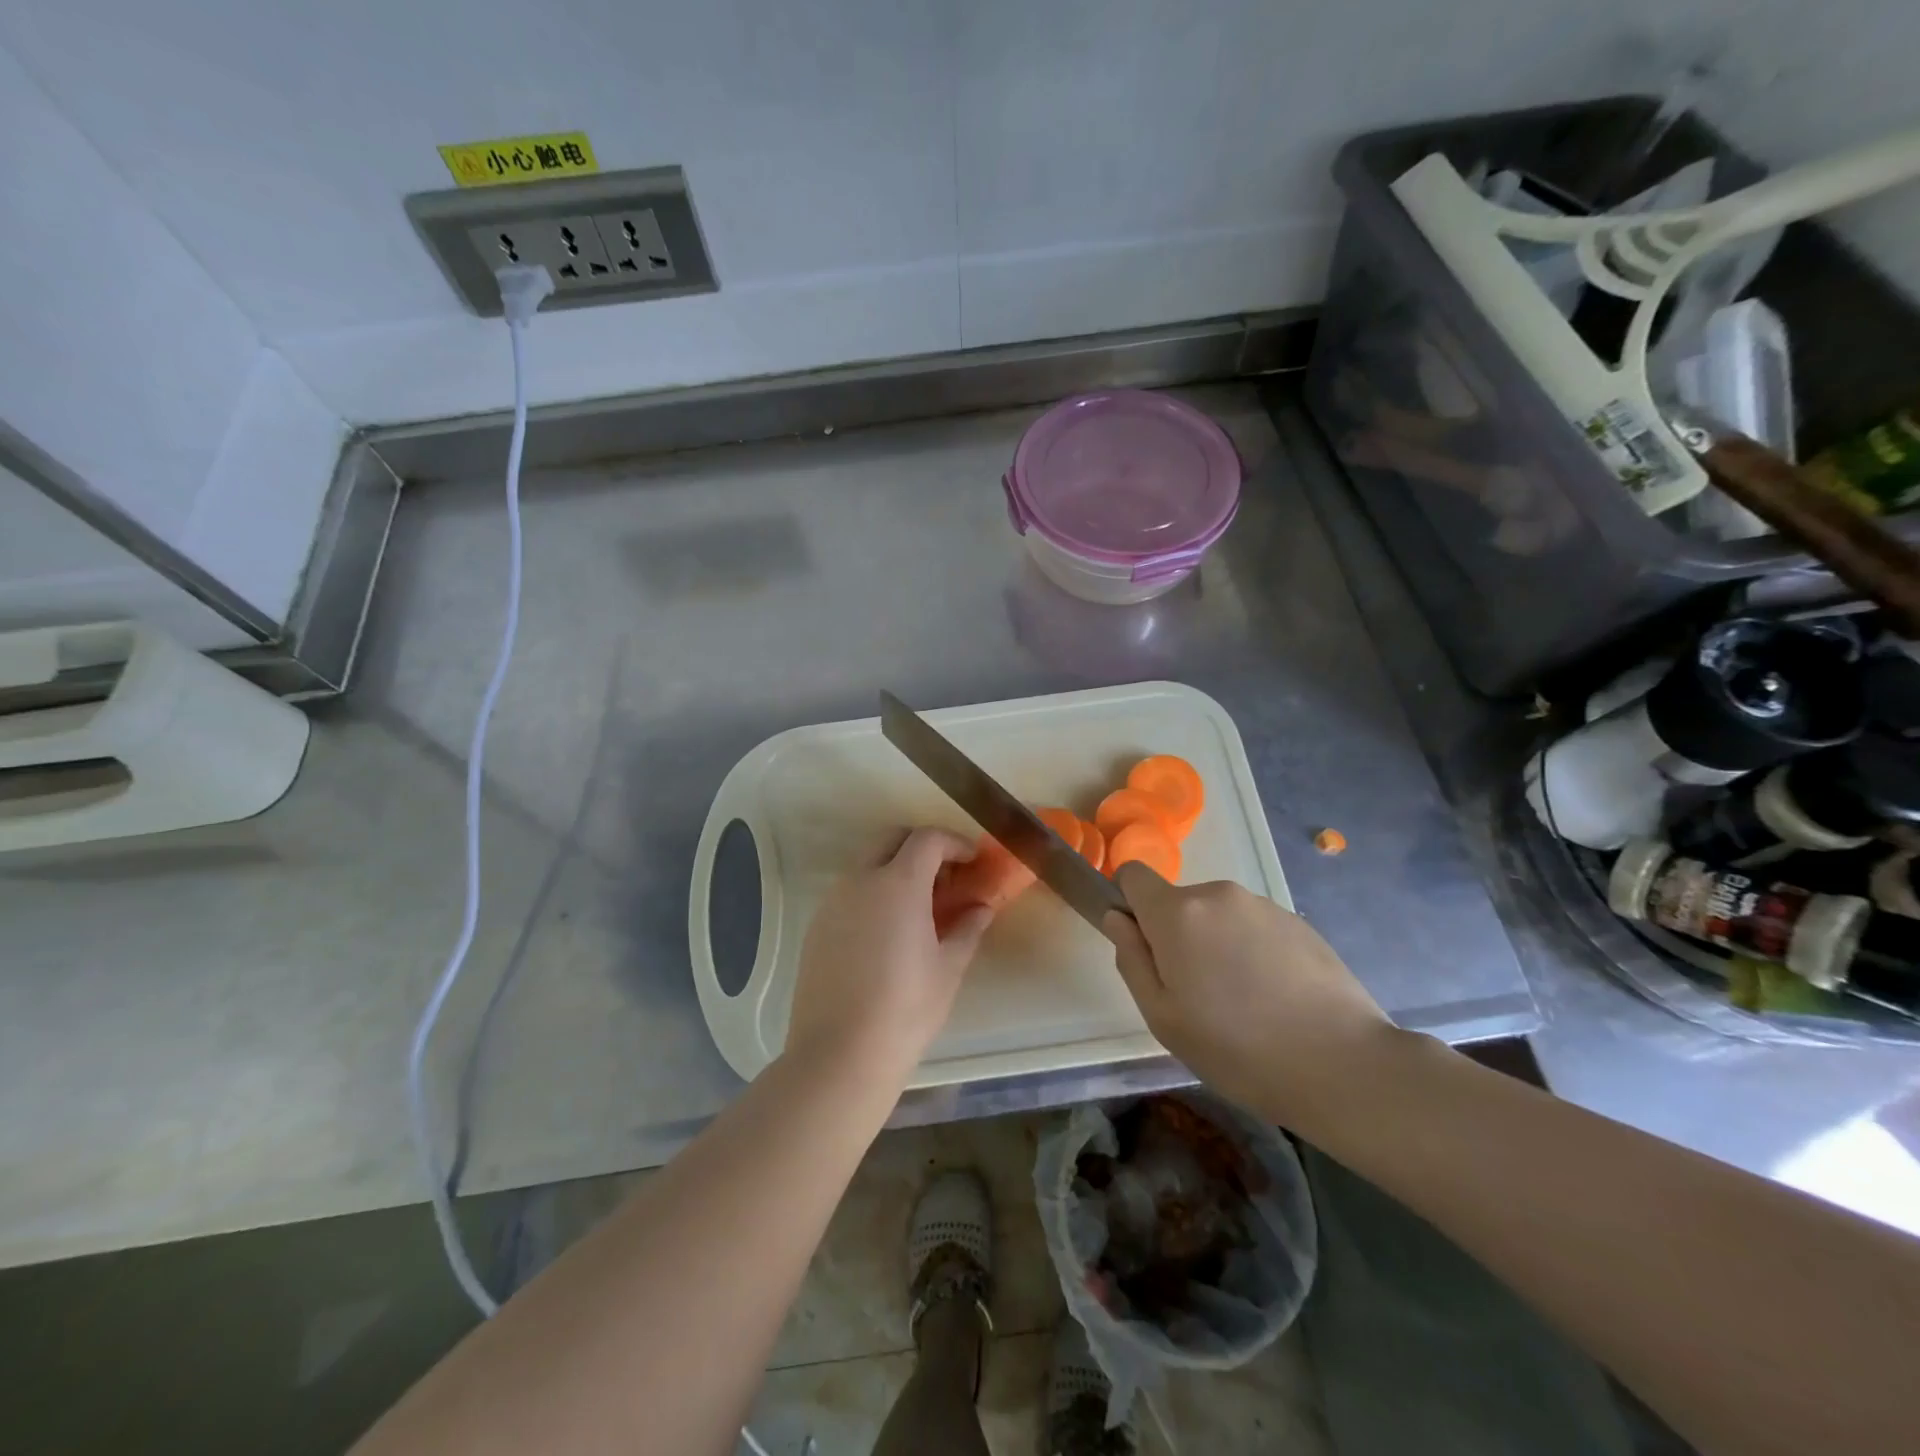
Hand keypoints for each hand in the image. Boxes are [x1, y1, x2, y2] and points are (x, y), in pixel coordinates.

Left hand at [785, 828, 993, 1085]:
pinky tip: (887, 932)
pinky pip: (849, 893)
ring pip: (867, 865)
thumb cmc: (906, 1009)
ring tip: (919, 908)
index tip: (972, 861)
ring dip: (895, 870)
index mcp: (898, 883)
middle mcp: (860, 880)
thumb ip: (968, 928)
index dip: (954, 843)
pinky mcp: (816, 926)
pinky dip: (873, 894)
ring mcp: (833, 902)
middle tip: (946, 878)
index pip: (927, 839)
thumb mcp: (948, 968)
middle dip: (922, 848)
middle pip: (892, 840)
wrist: (840, 1054)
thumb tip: (981, 907)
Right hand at [1105, 866, 1394, 1126]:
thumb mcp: (1163, 1018)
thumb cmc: (1237, 1049)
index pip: (1134, 874)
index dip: (1130, 905)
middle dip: (1177, 936)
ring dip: (1217, 943)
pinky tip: (1276, 998)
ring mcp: (1263, 905)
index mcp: (1178, 913)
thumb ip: (1131, 959)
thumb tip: (1118, 918)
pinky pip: (1255, 927)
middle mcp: (1218, 895)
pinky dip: (1253, 951)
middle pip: (1179, 903)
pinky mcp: (1299, 922)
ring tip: (1243, 1001)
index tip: (1146, 947)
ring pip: (1218, 916)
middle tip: (1198, 994)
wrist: (1343, 1066)